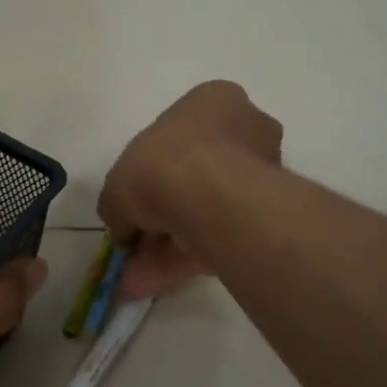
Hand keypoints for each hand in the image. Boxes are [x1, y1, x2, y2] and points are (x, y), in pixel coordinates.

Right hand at [98, 81, 281, 298]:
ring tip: (135, 279)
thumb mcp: (118, 181)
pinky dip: (184, 261)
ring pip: (208, 211)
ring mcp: (261, 174)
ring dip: (168, 245)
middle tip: (135, 244)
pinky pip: (219, 237)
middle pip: (196, 176)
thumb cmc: (163, 164)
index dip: (149, 170)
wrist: (212, 197)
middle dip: (162, 215)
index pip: (179, 134)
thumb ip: (119, 205)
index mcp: (213, 101)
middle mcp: (245, 130)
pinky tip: (151, 285)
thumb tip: (123, 229)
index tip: (134, 201)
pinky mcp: (268, 216)